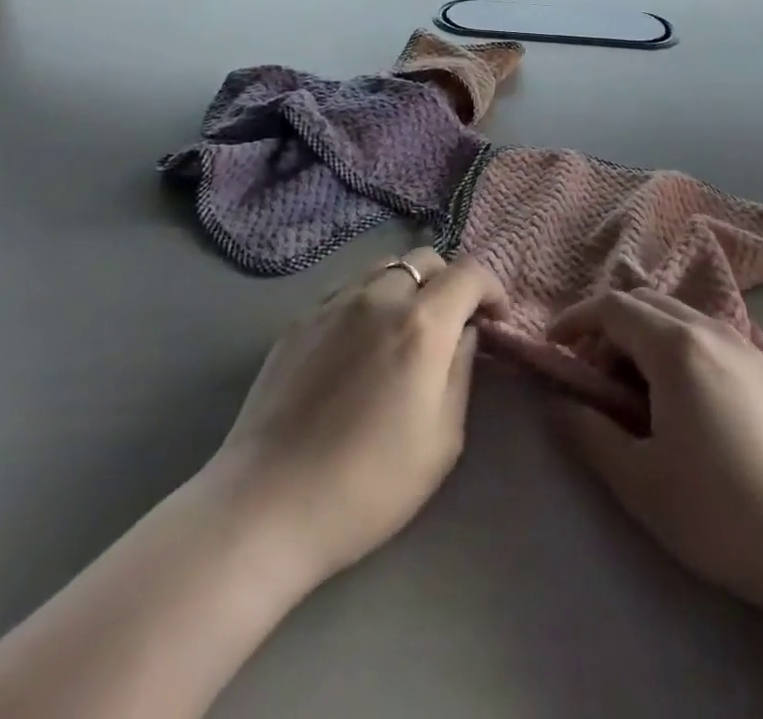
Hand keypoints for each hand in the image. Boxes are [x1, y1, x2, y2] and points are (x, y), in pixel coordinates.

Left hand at [208, 248, 506, 590]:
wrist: (268, 504)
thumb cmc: (368, 484)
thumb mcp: (442, 440)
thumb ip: (461, 372)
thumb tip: (464, 334)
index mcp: (421, 324)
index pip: (469, 273)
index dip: (491, 288)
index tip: (495, 319)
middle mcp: (379, 297)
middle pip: (426, 259)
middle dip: (450, 282)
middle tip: (451, 325)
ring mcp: (334, 302)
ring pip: (385, 267)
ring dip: (409, 286)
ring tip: (405, 329)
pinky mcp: (301, 318)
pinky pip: (349, 289)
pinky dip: (370, 300)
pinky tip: (361, 343)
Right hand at [549, 289, 762, 647]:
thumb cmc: (722, 512)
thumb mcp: (640, 482)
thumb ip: (588, 433)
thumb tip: (557, 404)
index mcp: (676, 346)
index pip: (612, 307)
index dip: (576, 320)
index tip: (554, 348)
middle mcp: (711, 328)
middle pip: (646, 302)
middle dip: (609, 328)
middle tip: (594, 377)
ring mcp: (747, 345)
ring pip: (680, 317)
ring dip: (645, 338)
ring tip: (637, 393)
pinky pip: (709, 336)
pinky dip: (679, 348)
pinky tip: (685, 400)